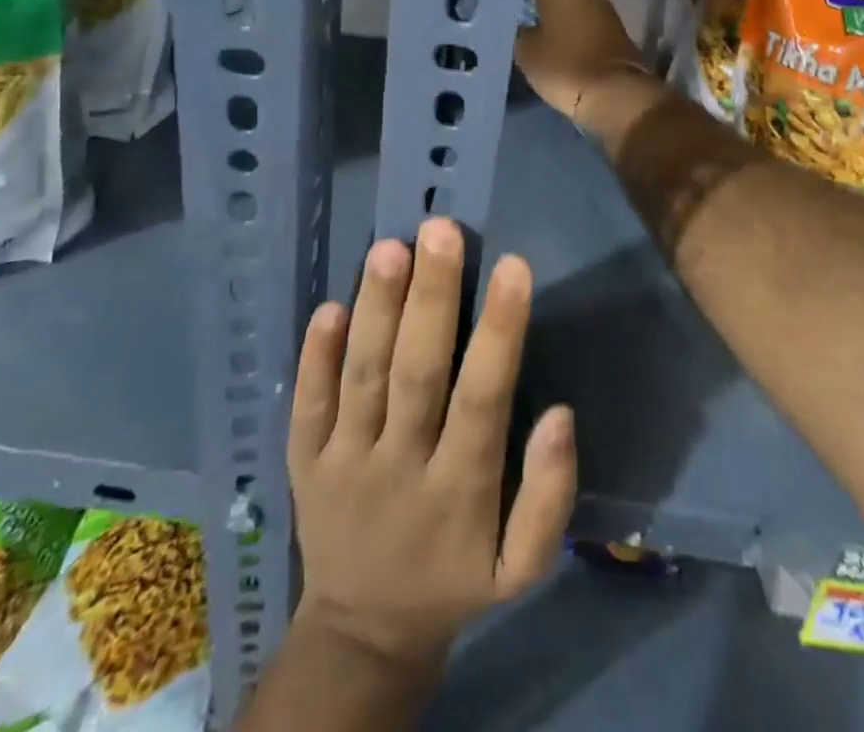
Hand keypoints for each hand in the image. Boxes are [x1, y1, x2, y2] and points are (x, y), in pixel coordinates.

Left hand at [287, 220, 576, 674]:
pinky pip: (307, 406)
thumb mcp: (520, 566)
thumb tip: (560, 415)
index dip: (498, 332)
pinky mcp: (303, 464)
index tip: (513, 265)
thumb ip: (547, 496)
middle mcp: (399, 470)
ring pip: (361, 378)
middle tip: (440, 230)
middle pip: (416, 375)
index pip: (483, 400)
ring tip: (390, 247)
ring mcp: (343, 465)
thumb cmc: (456, 579)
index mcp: (460, 493)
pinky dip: (314, 357)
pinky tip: (329, 306)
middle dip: (430, 299)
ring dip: (375, 311)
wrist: (364, 632)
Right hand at [514, 0, 641, 122]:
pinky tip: (555, 34)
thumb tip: (522, 24)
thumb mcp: (526, 51)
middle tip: (512, 5)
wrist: (616, 93)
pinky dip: (569, 23)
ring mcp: (602, 4)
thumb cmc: (564, 66)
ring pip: (569, 0)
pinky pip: (583, 17)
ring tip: (531, 21)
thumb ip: (519, 30)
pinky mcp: (613, 26)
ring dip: (553, 9)